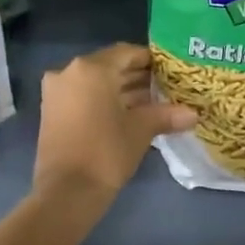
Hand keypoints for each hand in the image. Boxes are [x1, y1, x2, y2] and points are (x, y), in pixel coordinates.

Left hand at [34, 44, 195, 208]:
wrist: (67, 192)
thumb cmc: (106, 152)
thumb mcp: (140, 130)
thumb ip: (166, 115)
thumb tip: (193, 114)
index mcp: (91, 69)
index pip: (126, 53)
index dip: (150, 60)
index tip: (170, 70)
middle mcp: (69, 72)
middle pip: (110, 67)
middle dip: (137, 77)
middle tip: (165, 87)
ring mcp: (56, 92)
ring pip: (95, 83)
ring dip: (121, 90)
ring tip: (152, 102)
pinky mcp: (52, 111)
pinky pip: (83, 96)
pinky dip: (103, 101)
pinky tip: (128, 114)